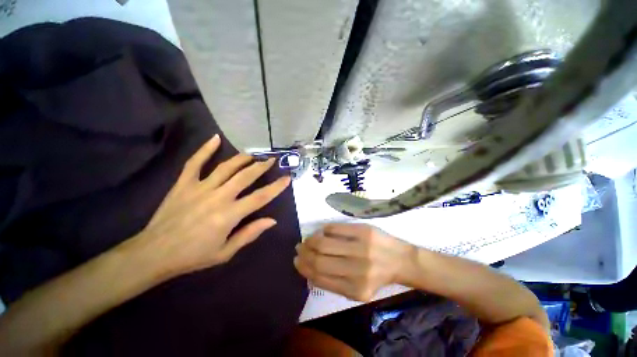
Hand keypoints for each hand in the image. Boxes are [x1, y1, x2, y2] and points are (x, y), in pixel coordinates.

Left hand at [129, 134, 290, 276]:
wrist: (160, 250)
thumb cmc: (193, 256)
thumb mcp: (224, 253)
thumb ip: (247, 235)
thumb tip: (270, 220)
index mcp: (229, 215)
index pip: (259, 198)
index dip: (275, 188)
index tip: (287, 178)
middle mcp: (218, 196)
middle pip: (244, 177)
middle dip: (260, 167)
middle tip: (271, 160)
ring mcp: (199, 186)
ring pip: (225, 167)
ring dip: (241, 159)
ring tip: (251, 154)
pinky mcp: (184, 182)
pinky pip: (196, 161)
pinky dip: (205, 149)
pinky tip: (215, 139)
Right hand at [294, 223, 416, 301]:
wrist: (401, 261)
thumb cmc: (376, 279)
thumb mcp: (356, 292)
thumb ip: (332, 285)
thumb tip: (307, 270)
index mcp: (354, 289)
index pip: (319, 278)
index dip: (303, 269)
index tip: (297, 262)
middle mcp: (358, 270)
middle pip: (318, 260)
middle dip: (303, 255)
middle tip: (299, 250)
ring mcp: (362, 249)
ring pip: (323, 243)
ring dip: (309, 241)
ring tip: (307, 241)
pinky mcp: (365, 231)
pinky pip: (335, 228)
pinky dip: (323, 231)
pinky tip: (321, 233)